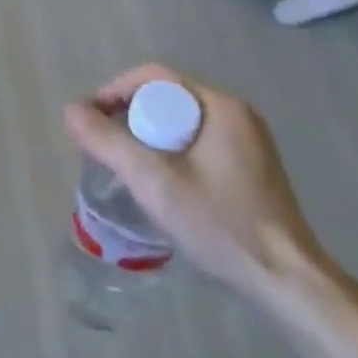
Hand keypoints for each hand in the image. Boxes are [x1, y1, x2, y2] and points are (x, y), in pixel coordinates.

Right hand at [63, 64, 323, 300]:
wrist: (287, 281)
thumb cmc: (220, 224)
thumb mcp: (155, 182)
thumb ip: (108, 143)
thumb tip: (70, 110)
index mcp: (220, 106)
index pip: (155, 77)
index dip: (115, 90)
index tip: (89, 119)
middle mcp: (236, 113)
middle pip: (167, 96)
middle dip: (129, 114)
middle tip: (104, 145)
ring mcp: (247, 141)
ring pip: (181, 121)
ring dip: (148, 134)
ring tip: (125, 164)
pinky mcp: (250, 167)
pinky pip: (197, 141)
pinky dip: (171, 150)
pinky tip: (161, 182)